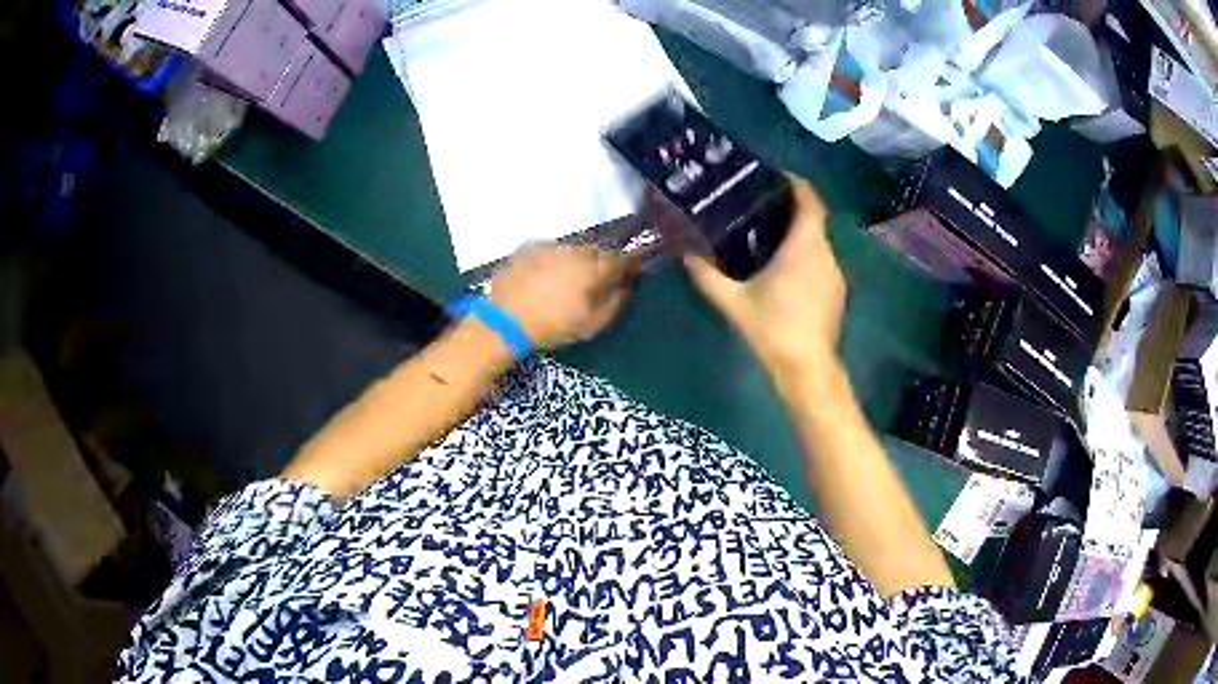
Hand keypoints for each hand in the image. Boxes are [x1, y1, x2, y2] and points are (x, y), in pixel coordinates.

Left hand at [488, 244, 637, 349]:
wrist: (505, 320)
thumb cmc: (553, 326)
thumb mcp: (592, 324)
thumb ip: (615, 302)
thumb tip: (626, 286)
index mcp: (594, 268)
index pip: (622, 258)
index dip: (630, 263)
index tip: (630, 271)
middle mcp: (575, 250)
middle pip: (597, 250)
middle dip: (601, 261)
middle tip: (596, 279)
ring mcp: (550, 246)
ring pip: (573, 248)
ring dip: (576, 259)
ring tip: (567, 278)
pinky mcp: (529, 247)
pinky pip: (550, 249)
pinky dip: (553, 259)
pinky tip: (545, 275)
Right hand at [685, 178, 845, 391]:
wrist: (807, 369)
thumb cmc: (774, 328)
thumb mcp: (733, 301)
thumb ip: (707, 275)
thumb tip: (685, 252)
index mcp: (805, 246)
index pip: (810, 200)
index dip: (797, 183)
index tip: (776, 176)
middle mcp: (826, 254)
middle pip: (813, 220)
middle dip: (790, 209)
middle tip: (759, 206)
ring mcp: (835, 274)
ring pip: (818, 242)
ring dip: (798, 234)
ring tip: (767, 235)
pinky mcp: (837, 293)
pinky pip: (821, 262)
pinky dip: (805, 255)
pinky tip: (784, 270)